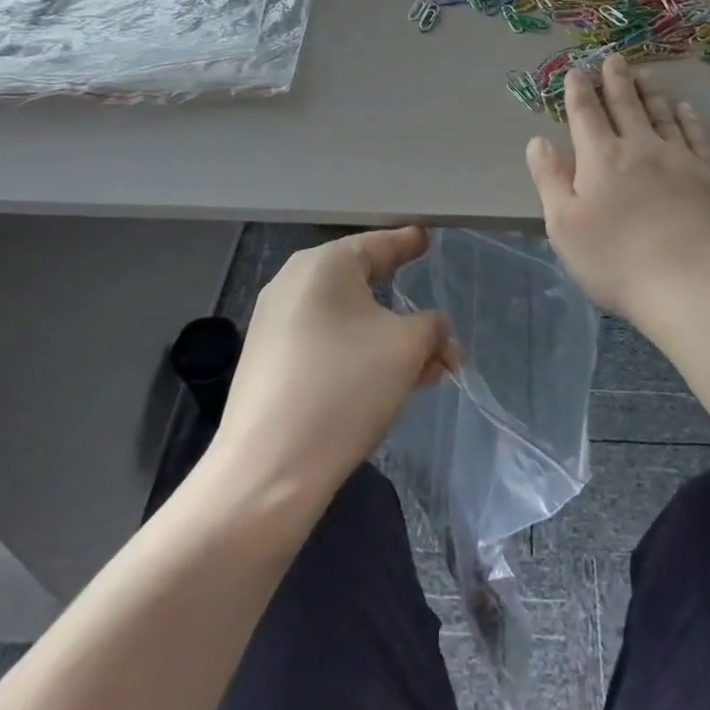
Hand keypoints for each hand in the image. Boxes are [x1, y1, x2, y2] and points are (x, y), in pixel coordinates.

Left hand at [213, 228, 460, 505]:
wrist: (268, 470)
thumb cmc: (345, 387)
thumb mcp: (407, 348)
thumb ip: (432, 326)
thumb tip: (433, 328)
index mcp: (325, 264)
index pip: (379, 243)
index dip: (408, 243)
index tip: (427, 238)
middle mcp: (294, 283)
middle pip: (365, 285)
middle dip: (408, 313)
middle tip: (441, 334)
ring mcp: (276, 324)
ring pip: (348, 321)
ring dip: (391, 343)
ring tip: (429, 373)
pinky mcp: (269, 362)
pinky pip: (326, 345)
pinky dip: (360, 356)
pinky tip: (389, 385)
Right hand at [525, 54, 709, 327]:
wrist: (692, 285)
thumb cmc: (616, 261)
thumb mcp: (564, 227)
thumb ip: (550, 179)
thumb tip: (539, 140)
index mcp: (601, 159)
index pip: (586, 115)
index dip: (579, 92)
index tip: (577, 72)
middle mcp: (641, 148)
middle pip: (626, 106)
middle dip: (616, 81)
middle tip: (614, 59)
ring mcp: (681, 159)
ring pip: (663, 115)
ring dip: (651, 93)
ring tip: (646, 75)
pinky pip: (699, 136)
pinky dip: (690, 118)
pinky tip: (686, 109)